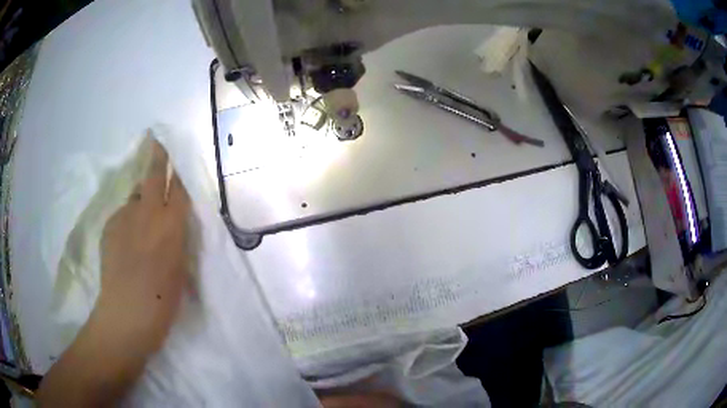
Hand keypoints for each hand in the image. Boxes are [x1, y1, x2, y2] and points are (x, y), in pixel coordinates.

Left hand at [96, 139, 191, 353]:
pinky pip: (122, 215)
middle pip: (153, 176)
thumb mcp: (180, 268)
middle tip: (156, 141)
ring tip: (142, 217)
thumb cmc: (163, 300)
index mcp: (171, 226)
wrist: (127, 315)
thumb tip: (169, 221)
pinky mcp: (109, 227)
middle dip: (157, 157)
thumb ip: (175, 238)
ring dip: (141, 198)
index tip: (178, 155)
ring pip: (135, 196)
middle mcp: (148, 214)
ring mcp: (125, 218)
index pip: (178, 188)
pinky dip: (127, 220)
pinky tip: (127, 240)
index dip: (178, 170)